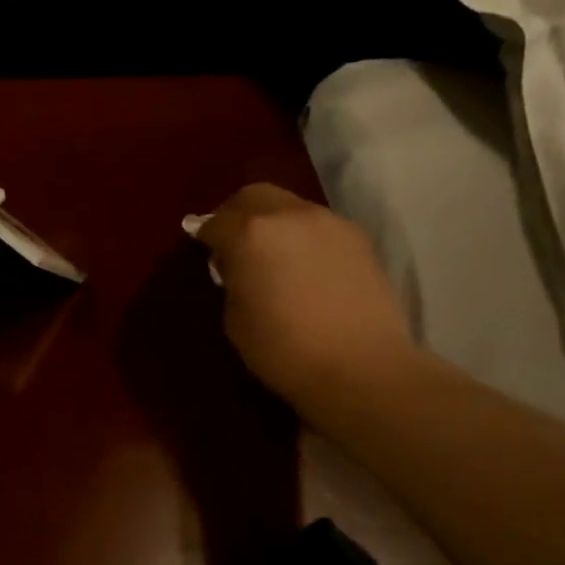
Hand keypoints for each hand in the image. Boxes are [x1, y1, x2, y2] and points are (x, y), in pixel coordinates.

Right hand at [197, 184, 417, 403]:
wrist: (362, 367)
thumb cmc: (284, 350)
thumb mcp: (235, 319)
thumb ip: (232, 280)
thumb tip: (236, 266)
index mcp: (249, 234)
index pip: (214, 222)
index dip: (204, 235)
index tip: (202, 249)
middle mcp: (288, 215)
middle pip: (253, 196)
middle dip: (236, 214)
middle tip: (231, 242)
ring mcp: (328, 222)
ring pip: (289, 206)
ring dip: (272, 223)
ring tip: (271, 256)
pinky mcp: (358, 237)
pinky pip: (317, 225)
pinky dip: (301, 236)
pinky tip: (303, 266)